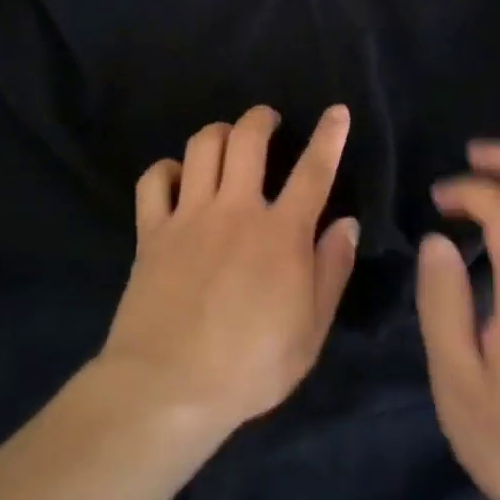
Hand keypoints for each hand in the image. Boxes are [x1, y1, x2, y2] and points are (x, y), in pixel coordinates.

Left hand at [101, 105, 359, 433]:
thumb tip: (346, 223)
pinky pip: (154, 180)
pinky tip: (177, 178)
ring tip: (227, 140)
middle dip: (261, 119)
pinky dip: (166, 169)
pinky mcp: (152, 232)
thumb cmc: (250, 366)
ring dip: (218, 133)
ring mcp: (189, 217)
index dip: (329, 137)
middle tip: (268, 121)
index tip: (337, 111)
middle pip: (247, 139)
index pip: (313, 171)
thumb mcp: (311, 330)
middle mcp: (235, 210)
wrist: (169, 387)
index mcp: (281, 233)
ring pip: (201, 147)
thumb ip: (331, 271)